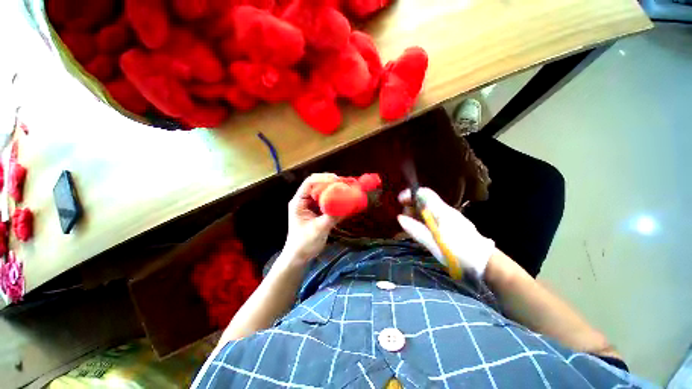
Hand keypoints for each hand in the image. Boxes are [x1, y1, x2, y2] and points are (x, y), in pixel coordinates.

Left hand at [281, 174, 340, 264]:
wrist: (298, 257)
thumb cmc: (304, 244)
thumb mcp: (319, 229)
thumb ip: (333, 216)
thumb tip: (348, 205)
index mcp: (299, 202)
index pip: (309, 183)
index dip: (323, 178)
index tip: (337, 180)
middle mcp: (303, 201)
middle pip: (316, 185)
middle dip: (330, 182)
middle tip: (344, 184)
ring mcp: (309, 206)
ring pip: (322, 192)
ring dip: (333, 190)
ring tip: (346, 190)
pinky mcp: (316, 212)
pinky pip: (326, 201)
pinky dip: (334, 199)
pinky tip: (343, 200)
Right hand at [397, 187, 495, 276]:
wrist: (484, 262)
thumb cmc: (458, 252)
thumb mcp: (434, 243)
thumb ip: (416, 229)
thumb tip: (400, 217)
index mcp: (441, 211)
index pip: (424, 193)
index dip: (410, 194)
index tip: (400, 201)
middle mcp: (445, 210)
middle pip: (424, 200)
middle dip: (411, 206)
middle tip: (404, 218)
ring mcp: (448, 216)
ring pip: (428, 209)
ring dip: (416, 214)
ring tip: (410, 227)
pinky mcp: (450, 224)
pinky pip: (433, 216)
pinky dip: (423, 220)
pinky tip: (421, 230)